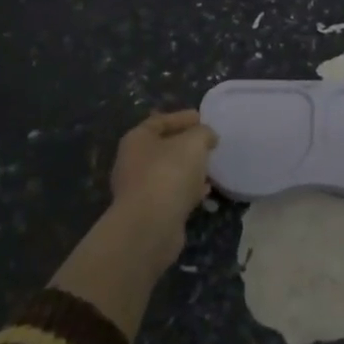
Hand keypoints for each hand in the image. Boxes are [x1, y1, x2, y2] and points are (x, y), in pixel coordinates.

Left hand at [108, 109, 218, 257]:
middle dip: (186, 145)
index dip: (182, 117)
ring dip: (188, 169)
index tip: (203, 118)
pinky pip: (172, 194)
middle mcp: (132, 162)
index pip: (160, 121)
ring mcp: (139, 189)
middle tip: (208, 143)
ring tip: (210, 167)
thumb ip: (203, 133)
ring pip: (168, 172)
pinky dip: (188, 190)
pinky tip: (205, 191)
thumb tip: (207, 137)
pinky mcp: (149, 212)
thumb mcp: (193, 142)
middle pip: (163, 147)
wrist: (151, 226)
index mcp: (137, 139)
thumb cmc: (169, 173)